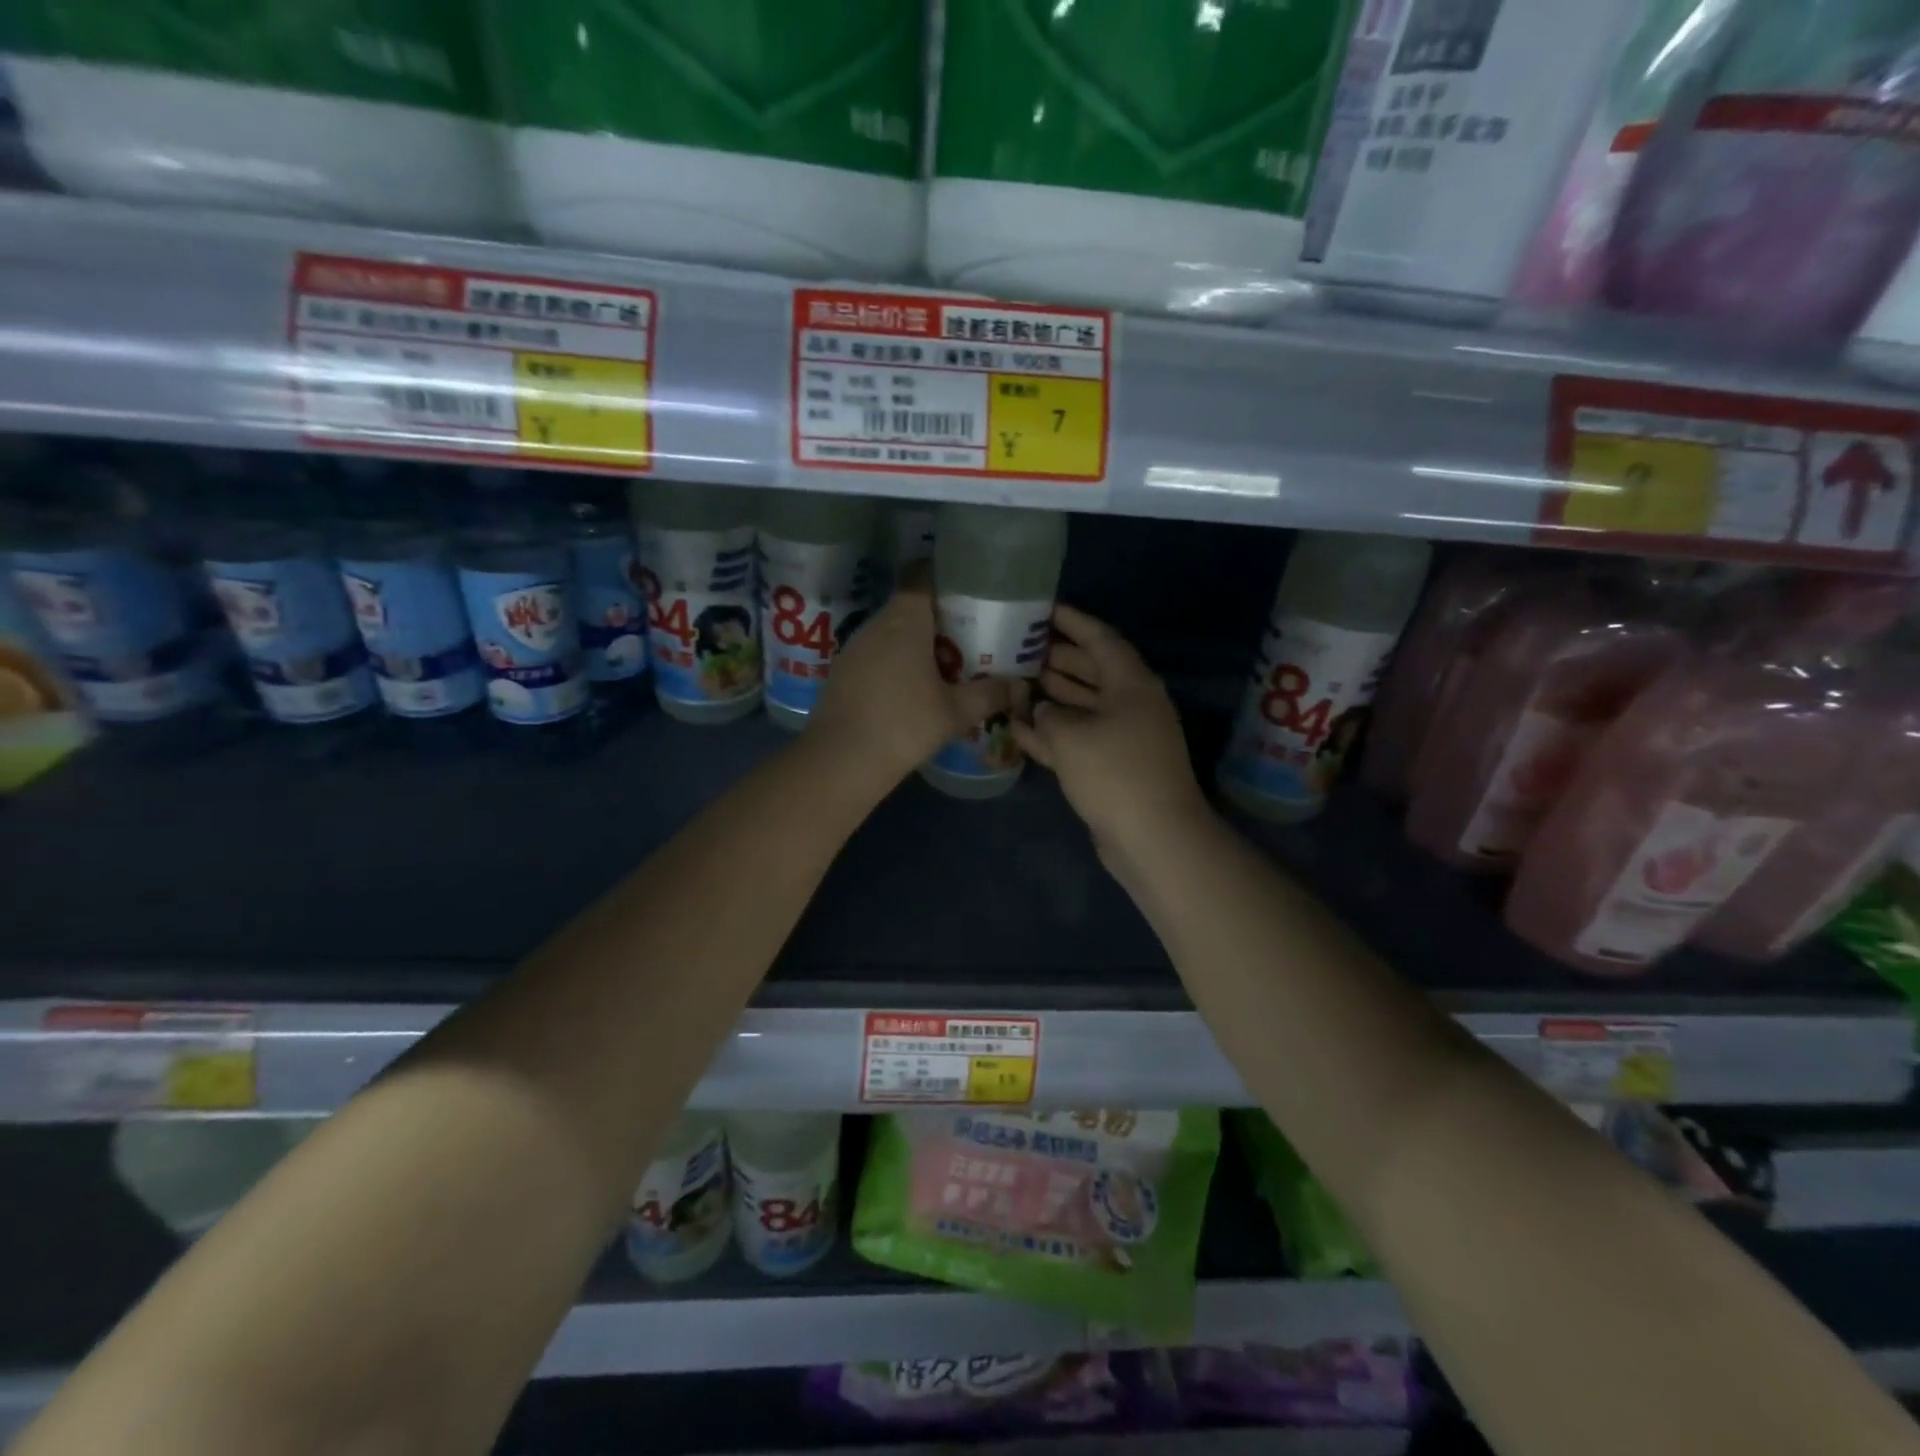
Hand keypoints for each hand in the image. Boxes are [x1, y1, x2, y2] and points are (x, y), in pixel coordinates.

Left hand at [811, 565, 1017, 779]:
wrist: (841, 760)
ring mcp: (854, 648)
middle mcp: (876, 624)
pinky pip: (874, 653)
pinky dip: (894, 661)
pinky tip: (909, 687)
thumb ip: (990, 695)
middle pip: (908, 605)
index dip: (943, 576)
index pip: (920, 575)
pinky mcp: (842, 672)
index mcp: (905, 621)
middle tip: (967, 633)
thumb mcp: (956, 713)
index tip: (967, 590)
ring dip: (914, 641)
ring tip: (943, 661)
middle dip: (937, 616)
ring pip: (890, 631)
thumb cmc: (904, 725)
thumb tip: (1019, 686)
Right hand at [1010, 605, 1211, 867]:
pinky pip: (1077, 738)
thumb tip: (1039, 712)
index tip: (1043, 609)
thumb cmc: (1114, 773)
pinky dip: (1051, 733)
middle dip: (1056, 658)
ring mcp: (1121, 737)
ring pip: (1081, 706)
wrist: (1152, 836)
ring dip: (1051, 695)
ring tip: (1014, 680)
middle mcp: (1129, 704)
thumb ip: (1048, 716)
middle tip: (1019, 646)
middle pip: (1090, 671)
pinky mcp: (1110, 767)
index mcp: (1131, 684)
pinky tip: (1019, 728)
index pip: (1100, 639)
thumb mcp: (1071, 735)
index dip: (1072, 622)